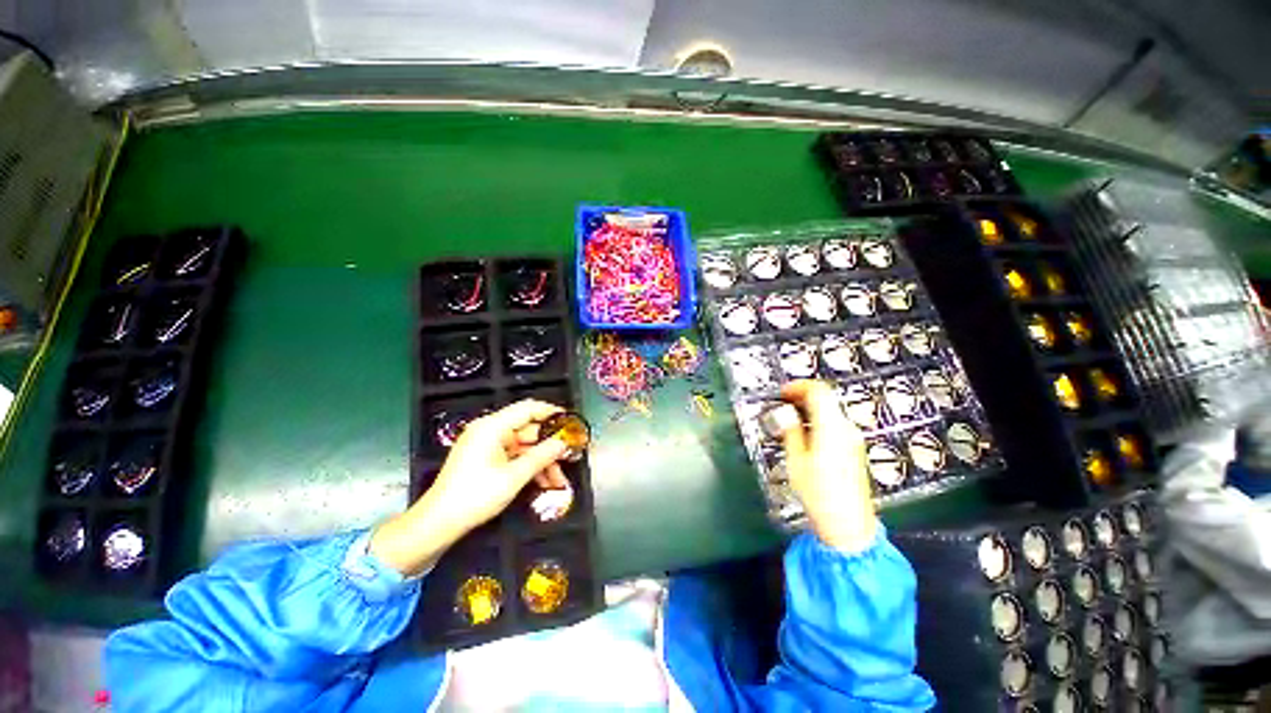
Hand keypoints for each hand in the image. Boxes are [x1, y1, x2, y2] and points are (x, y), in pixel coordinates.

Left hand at [370, 400, 569, 576]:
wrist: (437, 524)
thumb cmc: (475, 497)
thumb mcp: (514, 477)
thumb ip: (542, 456)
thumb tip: (564, 442)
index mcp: (492, 427)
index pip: (528, 409)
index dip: (551, 413)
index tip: (571, 422)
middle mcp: (489, 431)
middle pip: (528, 430)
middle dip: (549, 446)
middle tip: (570, 457)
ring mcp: (486, 445)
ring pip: (523, 446)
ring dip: (541, 461)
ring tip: (559, 480)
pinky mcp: (485, 458)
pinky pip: (514, 456)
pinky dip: (528, 467)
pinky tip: (544, 483)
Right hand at [779, 380, 876, 551]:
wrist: (848, 526)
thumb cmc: (819, 495)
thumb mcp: (796, 461)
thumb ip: (791, 431)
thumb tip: (784, 413)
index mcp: (831, 428)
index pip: (819, 391)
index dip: (798, 386)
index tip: (782, 393)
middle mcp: (846, 430)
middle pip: (826, 399)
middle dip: (802, 397)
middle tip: (782, 405)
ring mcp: (853, 440)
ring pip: (830, 411)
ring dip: (809, 409)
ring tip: (789, 420)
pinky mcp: (854, 450)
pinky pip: (835, 424)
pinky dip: (818, 421)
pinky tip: (804, 435)